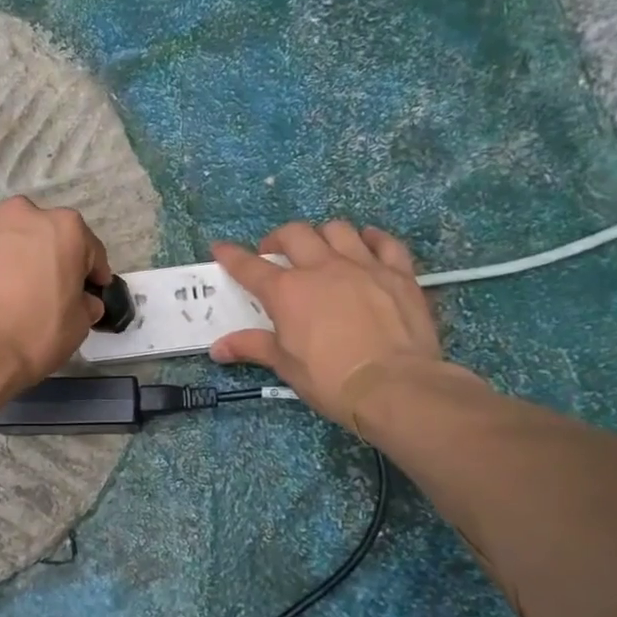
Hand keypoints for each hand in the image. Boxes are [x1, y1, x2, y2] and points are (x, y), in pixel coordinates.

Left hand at [0, 196, 110, 392]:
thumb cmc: (31, 335)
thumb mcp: (78, 326)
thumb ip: (84, 303)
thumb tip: (82, 300)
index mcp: (63, 227)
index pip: (88, 248)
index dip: (91, 273)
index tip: (89, 291)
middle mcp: (20, 212)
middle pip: (39, 234)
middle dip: (42, 257)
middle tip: (37, 291)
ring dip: (3, 256)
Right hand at [210, 221, 444, 427]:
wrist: (394, 386)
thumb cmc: (331, 379)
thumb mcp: (286, 366)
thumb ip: (253, 347)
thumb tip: (218, 348)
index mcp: (287, 292)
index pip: (250, 267)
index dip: (232, 256)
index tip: (221, 249)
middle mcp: (322, 268)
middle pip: (294, 234)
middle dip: (278, 239)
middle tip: (276, 254)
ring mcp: (363, 266)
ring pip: (338, 230)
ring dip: (322, 235)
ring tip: (320, 249)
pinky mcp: (398, 273)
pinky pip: (385, 242)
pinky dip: (372, 239)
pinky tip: (366, 242)